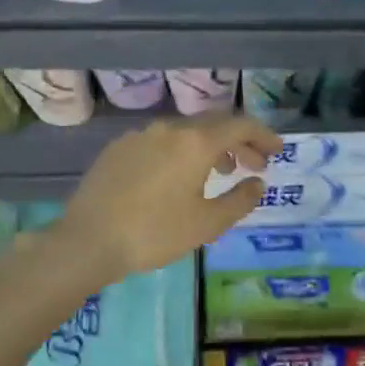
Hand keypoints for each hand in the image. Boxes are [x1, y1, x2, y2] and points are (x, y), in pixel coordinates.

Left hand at [52, 115, 279, 285]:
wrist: (88, 240)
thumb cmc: (154, 233)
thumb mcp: (207, 224)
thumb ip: (239, 200)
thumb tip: (257, 183)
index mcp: (195, 142)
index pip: (240, 126)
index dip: (263, 136)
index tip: (277, 150)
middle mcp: (169, 128)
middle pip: (214, 125)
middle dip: (238, 142)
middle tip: (253, 164)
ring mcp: (140, 135)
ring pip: (185, 132)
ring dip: (209, 147)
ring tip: (218, 173)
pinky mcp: (118, 148)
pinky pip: (160, 142)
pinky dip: (180, 152)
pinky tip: (176, 178)